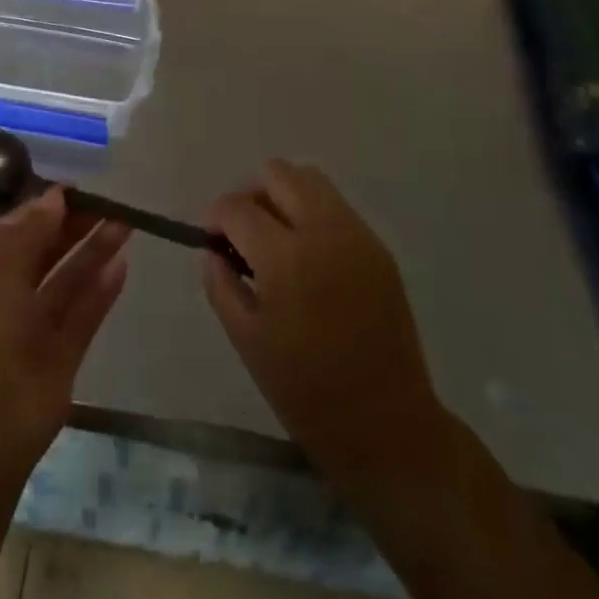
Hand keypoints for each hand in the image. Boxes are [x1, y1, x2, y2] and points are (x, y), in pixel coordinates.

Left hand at [0, 188, 129, 464]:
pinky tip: (122, 264)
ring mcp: (33, 329)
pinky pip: (83, 314)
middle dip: (72, 225)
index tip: (73, 189)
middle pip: (42, 252)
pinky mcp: (61, 356)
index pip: (11, 231)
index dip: (40, 208)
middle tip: (107, 201)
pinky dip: (101, 290)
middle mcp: (4, 297)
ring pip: (67, 280)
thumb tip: (55, 198)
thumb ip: (30, 230)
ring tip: (125, 222)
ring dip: (93, 251)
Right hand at [204, 161, 444, 487]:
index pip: (238, 207)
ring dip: (283, 196)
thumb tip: (212, 250)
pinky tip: (307, 255)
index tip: (211, 237)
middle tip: (243, 233)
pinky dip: (311, 214)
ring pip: (310, 180)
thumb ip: (222, 285)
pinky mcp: (378, 246)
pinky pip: (336, 206)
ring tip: (275, 239)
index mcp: (286, 258)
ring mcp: (357, 234)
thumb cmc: (307, 392)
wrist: (387, 424)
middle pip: (278, 173)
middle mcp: (324, 231)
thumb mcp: (248, 342)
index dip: (216, 216)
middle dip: (251, 194)